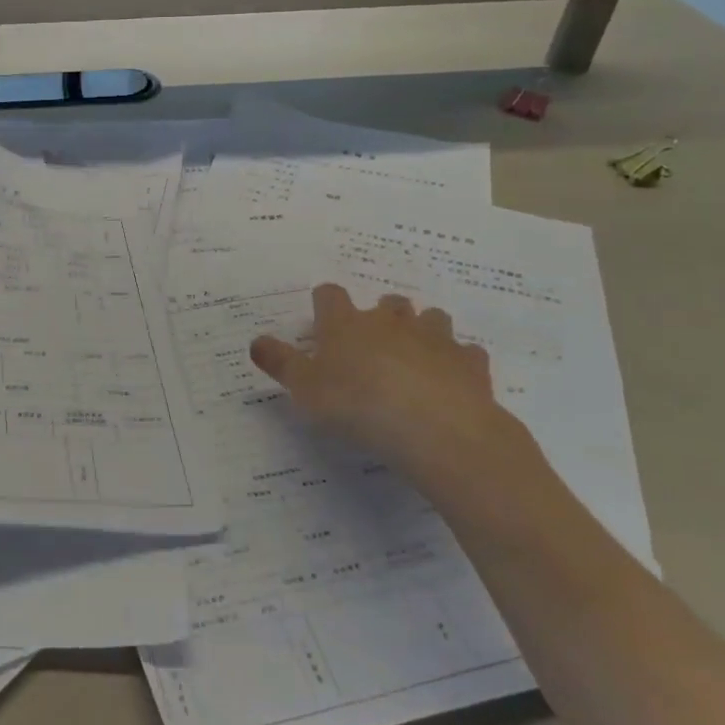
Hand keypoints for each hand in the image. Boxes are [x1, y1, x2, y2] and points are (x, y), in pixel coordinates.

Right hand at [250, 285, 541, 497]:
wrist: (435, 429)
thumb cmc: (356, 405)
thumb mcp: (304, 390)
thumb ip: (280, 363)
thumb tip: (255, 341)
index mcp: (346, 324)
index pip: (330, 296)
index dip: (324, 304)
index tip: (321, 319)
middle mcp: (391, 322)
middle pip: (387, 302)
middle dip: (380, 316)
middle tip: (371, 343)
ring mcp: (435, 338)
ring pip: (431, 319)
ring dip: (422, 331)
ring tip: (415, 357)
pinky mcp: (470, 363)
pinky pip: (466, 353)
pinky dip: (457, 363)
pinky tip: (450, 382)